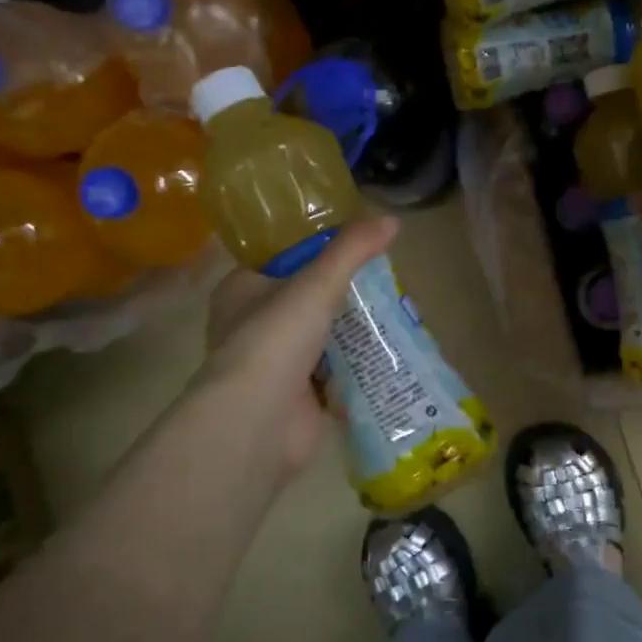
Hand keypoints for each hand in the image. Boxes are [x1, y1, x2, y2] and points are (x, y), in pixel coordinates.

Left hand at [200, 216, 398, 483]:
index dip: (318, 249)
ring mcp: (278, 365)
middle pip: (309, 299)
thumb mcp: (316, 284)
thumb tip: (393, 219)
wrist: (258, 422)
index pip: (282, 258)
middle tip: (387, 282)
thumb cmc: (274, 341)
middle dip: (346, 294)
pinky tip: (391, 354)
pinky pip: (337, 374)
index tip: (357, 245)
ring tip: (398, 313)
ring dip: (356, 332)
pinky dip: (359, 367)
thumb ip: (352, 250)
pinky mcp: (300, 397)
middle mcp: (255, 325)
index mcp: (242, 290)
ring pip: (325, 337)